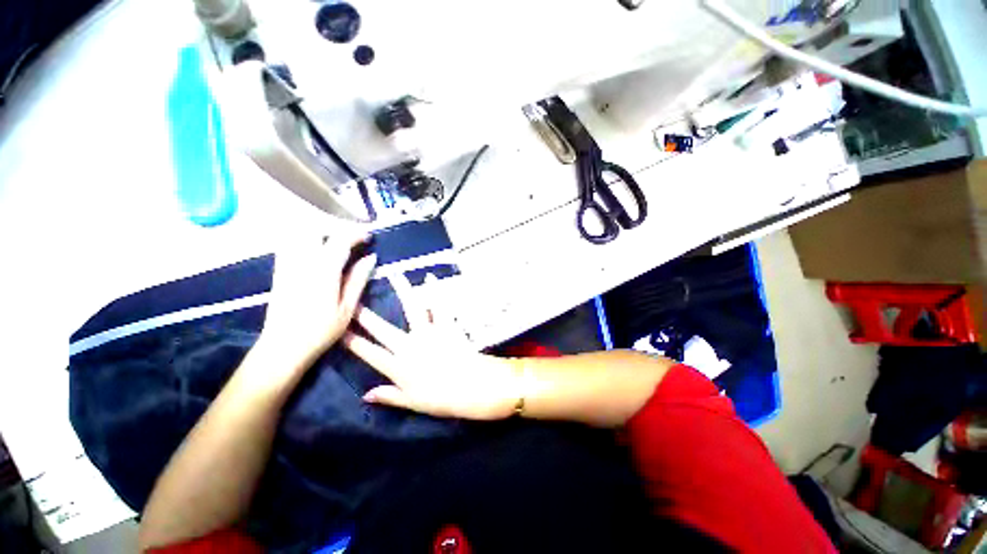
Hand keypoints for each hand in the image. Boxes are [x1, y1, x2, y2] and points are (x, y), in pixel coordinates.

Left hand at [257, 232, 376, 378]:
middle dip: (335, 229)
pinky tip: (314, 251)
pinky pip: (288, 245)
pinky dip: (303, 240)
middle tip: (350, 240)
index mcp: (324, 272)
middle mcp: (303, 263)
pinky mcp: (279, 271)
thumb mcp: (347, 308)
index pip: (340, 241)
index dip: (356, 234)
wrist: (282, 347)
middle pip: (315, 230)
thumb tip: (371, 258)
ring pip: (298, 235)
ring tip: (333, 243)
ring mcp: (287, 265)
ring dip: (318, 232)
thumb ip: (358, 279)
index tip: (368, 237)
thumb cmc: (320, 331)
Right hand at [342, 278, 521, 420]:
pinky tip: (430, 277)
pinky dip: (435, 291)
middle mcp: (409, 346)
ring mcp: (428, 333)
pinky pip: (439, 305)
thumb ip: (388, 396)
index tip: (337, 331)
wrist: (470, 386)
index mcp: (398, 366)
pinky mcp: (445, 325)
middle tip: (351, 299)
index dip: (352, 342)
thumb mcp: (412, 403)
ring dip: (402, 290)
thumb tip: (365, 395)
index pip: (369, 353)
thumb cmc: (441, 399)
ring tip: (394, 275)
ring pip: (411, 308)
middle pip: (382, 328)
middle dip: (364, 315)